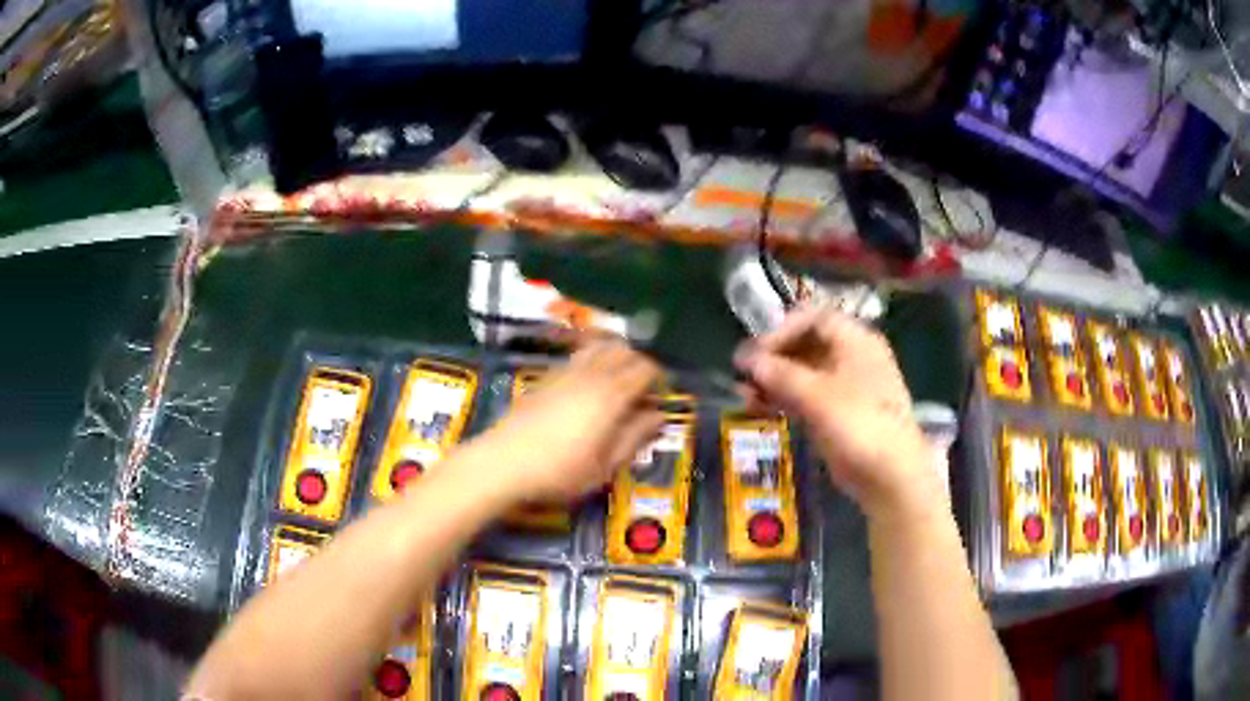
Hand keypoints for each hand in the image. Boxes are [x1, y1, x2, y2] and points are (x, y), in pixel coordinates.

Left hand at [477, 339, 664, 503]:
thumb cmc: (560, 472)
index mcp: (611, 395)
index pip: (646, 368)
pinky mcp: (545, 377)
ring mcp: (565, 372)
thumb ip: (635, 438)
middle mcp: (591, 374)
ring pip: (599, 346)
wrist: (503, 462)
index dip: (658, 379)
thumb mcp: (605, 466)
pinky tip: (586, 389)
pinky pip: (577, 357)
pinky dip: (592, 362)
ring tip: (616, 383)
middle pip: (624, 350)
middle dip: (639, 364)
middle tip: (641, 391)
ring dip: (614, 357)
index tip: (659, 399)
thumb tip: (658, 417)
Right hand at [734, 305, 938, 522]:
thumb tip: (748, 359)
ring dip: (775, 380)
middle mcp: (853, 356)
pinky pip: (808, 396)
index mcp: (856, 340)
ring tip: (744, 395)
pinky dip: (785, 399)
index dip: (781, 330)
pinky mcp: (841, 413)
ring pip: (805, 372)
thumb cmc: (858, 424)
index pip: (813, 318)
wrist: (890, 475)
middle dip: (774, 357)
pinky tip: (761, 408)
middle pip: (807, 344)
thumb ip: (780, 373)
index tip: (756, 352)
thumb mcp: (816, 395)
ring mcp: (848, 386)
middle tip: (743, 373)